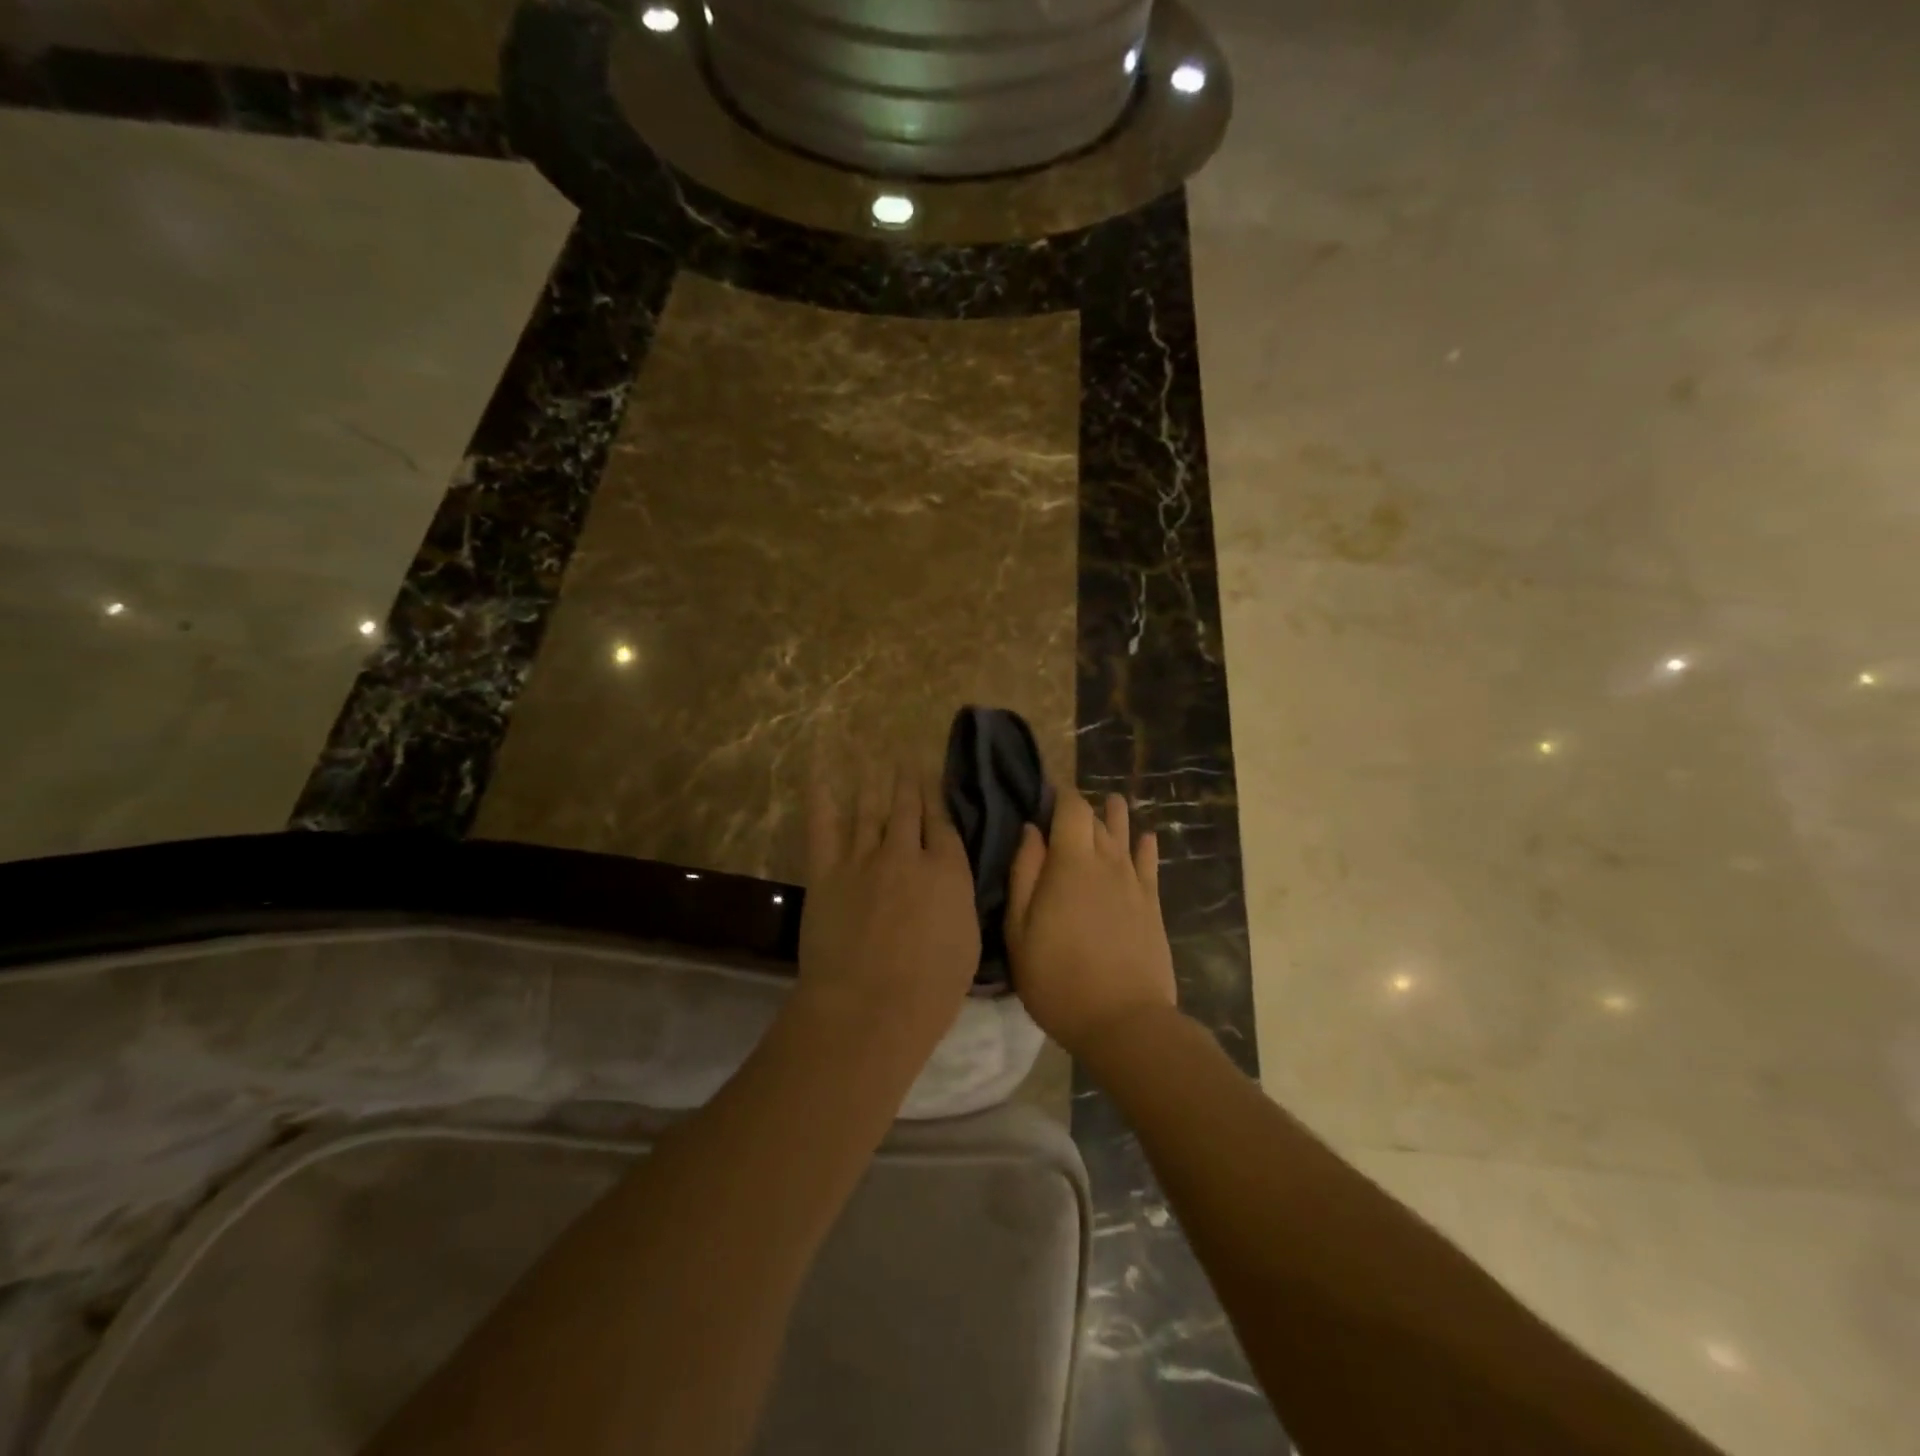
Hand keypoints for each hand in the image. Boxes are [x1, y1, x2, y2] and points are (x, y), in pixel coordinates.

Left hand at [797, 758, 980, 1059]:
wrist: (869, 1007)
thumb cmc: (930, 990)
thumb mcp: (967, 942)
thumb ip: (959, 899)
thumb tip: (950, 876)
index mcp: (947, 871)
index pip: (943, 823)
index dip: (937, 799)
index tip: (932, 780)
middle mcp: (906, 854)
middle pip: (907, 807)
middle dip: (908, 782)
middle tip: (904, 760)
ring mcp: (863, 859)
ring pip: (869, 809)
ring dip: (874, 783)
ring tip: (875, 761)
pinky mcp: (826, 872)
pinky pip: (823, 825)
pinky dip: (822, 797)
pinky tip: (823, 775)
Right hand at [1006, 792, 1177, 1056]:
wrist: (1123, 1020)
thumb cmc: (1057, 977)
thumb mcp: (1020, 930)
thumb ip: (1024, 873)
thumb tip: (1031, 831)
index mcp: (1071, 862)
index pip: (1072, 807)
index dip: (1060, 794)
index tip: (1045, 794)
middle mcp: (1107, 862)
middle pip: (1098, 819)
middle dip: (1082, 808)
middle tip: (1066, 810)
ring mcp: (1134, 883)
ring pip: (1126, 835)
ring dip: (1116, 817)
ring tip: (1111, 804)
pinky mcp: (1152, 904)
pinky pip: (1150, 863)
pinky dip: (1145, 846)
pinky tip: (1146, 838)